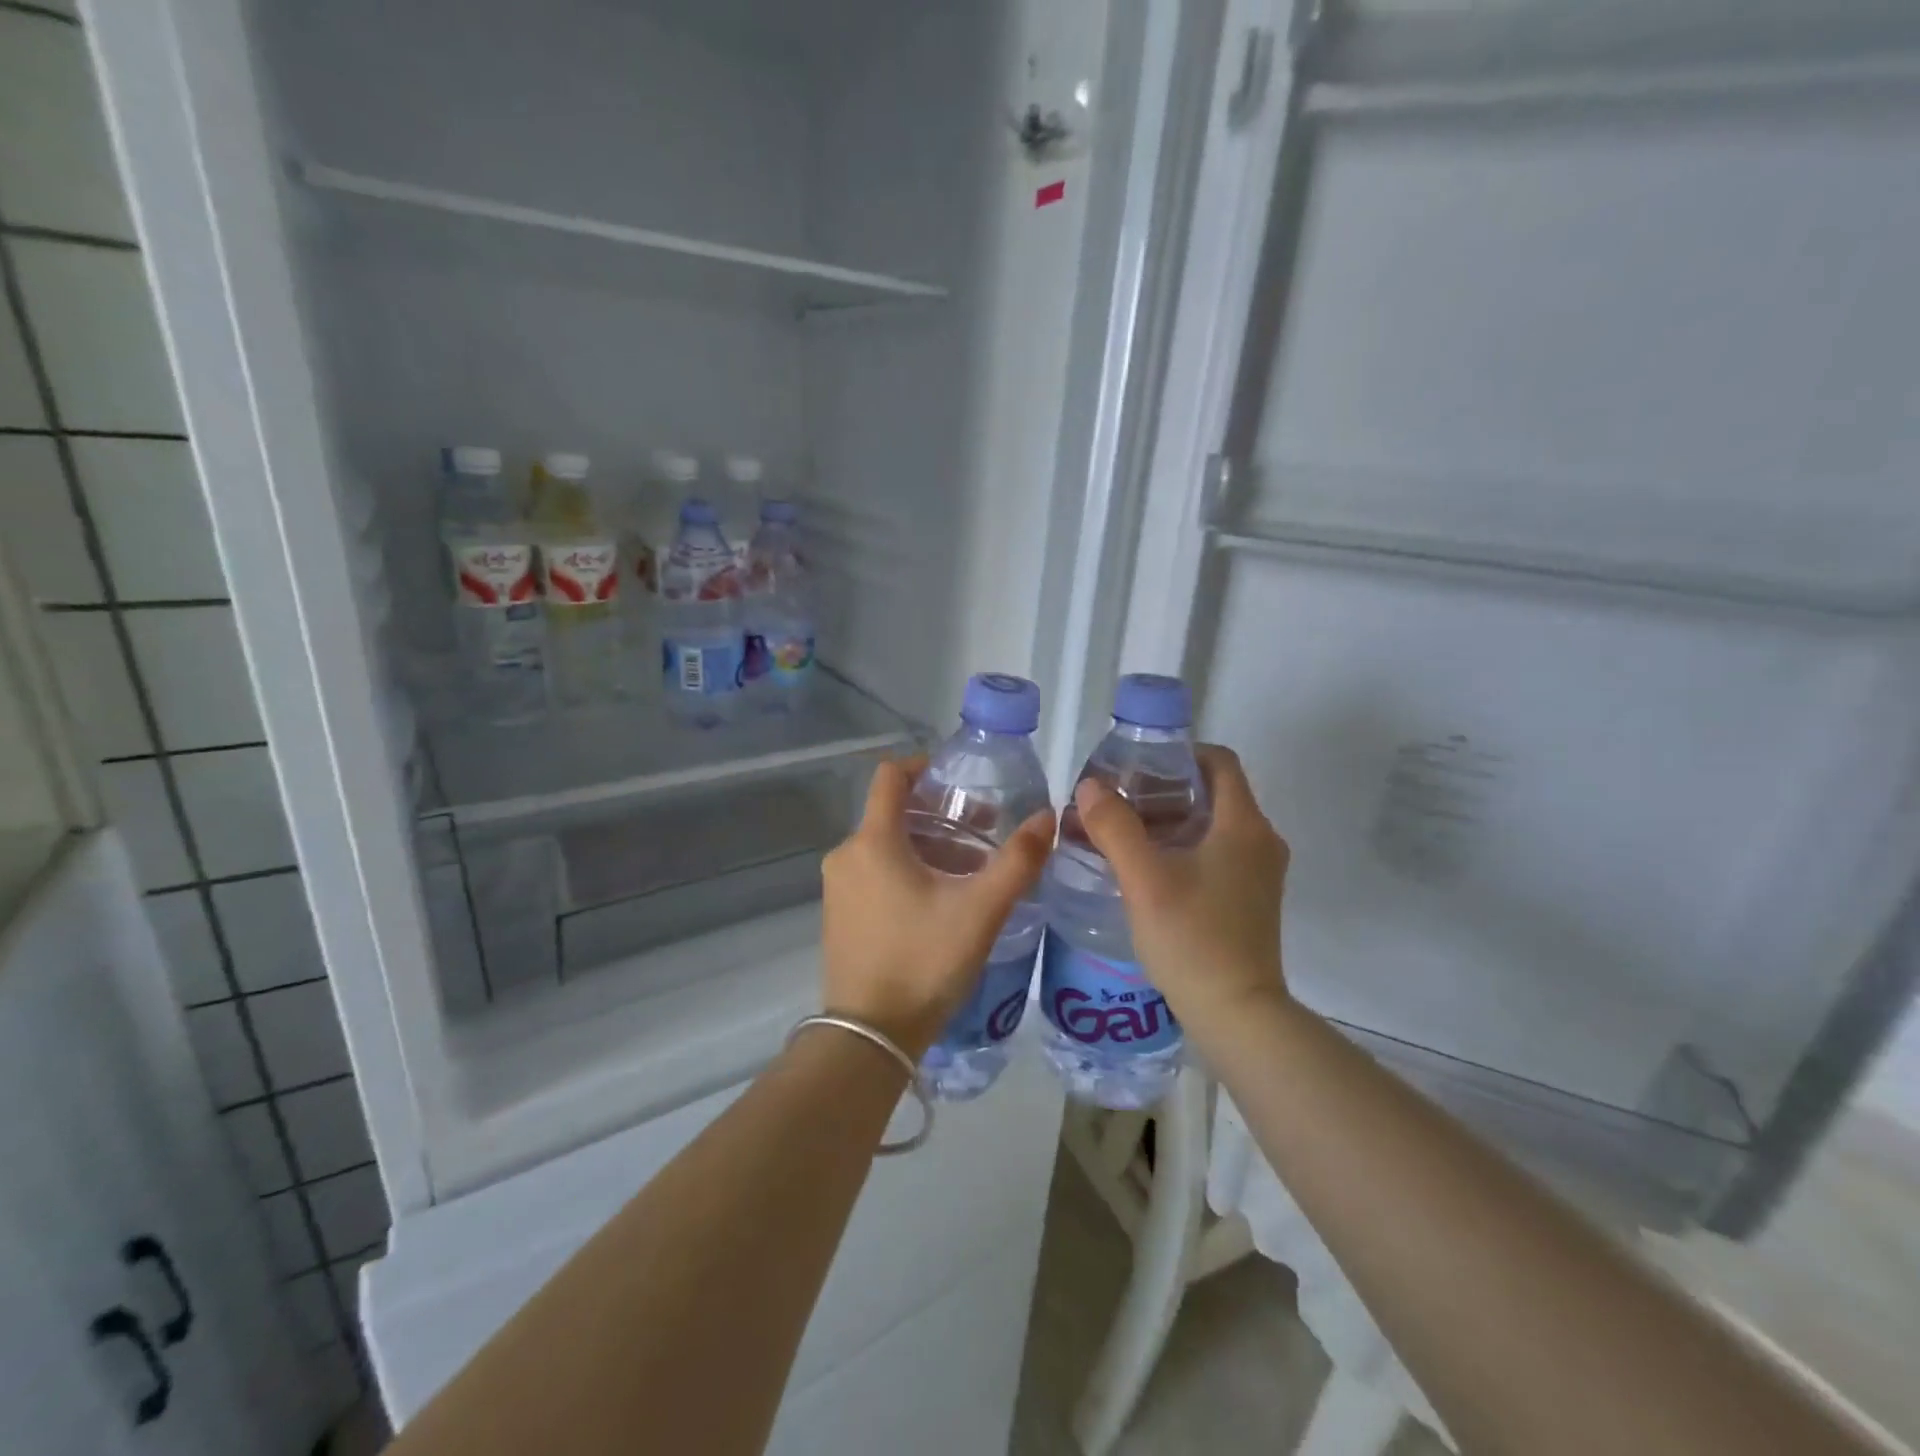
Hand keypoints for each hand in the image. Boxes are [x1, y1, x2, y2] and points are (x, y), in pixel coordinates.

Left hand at [820, 756, 1055, 1059]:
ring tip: (970, 871)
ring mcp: (838, 887)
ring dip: (926, 847)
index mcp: (873, 841)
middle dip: (939, 816)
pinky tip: (939, 901)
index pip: (890, 776)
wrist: (869, 1035)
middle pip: (892, 813)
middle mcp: (847, 855)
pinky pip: (874, 873)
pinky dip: (906, 871)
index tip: (959, 777)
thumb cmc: (923, 961)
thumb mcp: (980, 911)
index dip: (924, 765)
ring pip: (885, 846)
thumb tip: (1047, 816)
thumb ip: (1017, 861)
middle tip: (983, 833)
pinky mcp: (839, 915)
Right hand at [1072, 744, 1290, 1037]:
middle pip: (1211, 793)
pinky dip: (1181, 849)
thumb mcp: (1144, 879)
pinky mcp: (1250, 899)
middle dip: (1162, 790)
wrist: (1238, 1014)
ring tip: (1120, 835)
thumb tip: (1090, 786)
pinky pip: (1215, 854)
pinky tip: (1144, 870)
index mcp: (1243, 825)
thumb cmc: (1193, 938)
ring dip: (1168, 822)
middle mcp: (1260, 841)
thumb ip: (1115, 827)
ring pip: (1211, 826)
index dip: (1178, 753)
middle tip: (1116, 802)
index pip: (1218, 761)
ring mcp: (1259, 873)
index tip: (1136, 766)